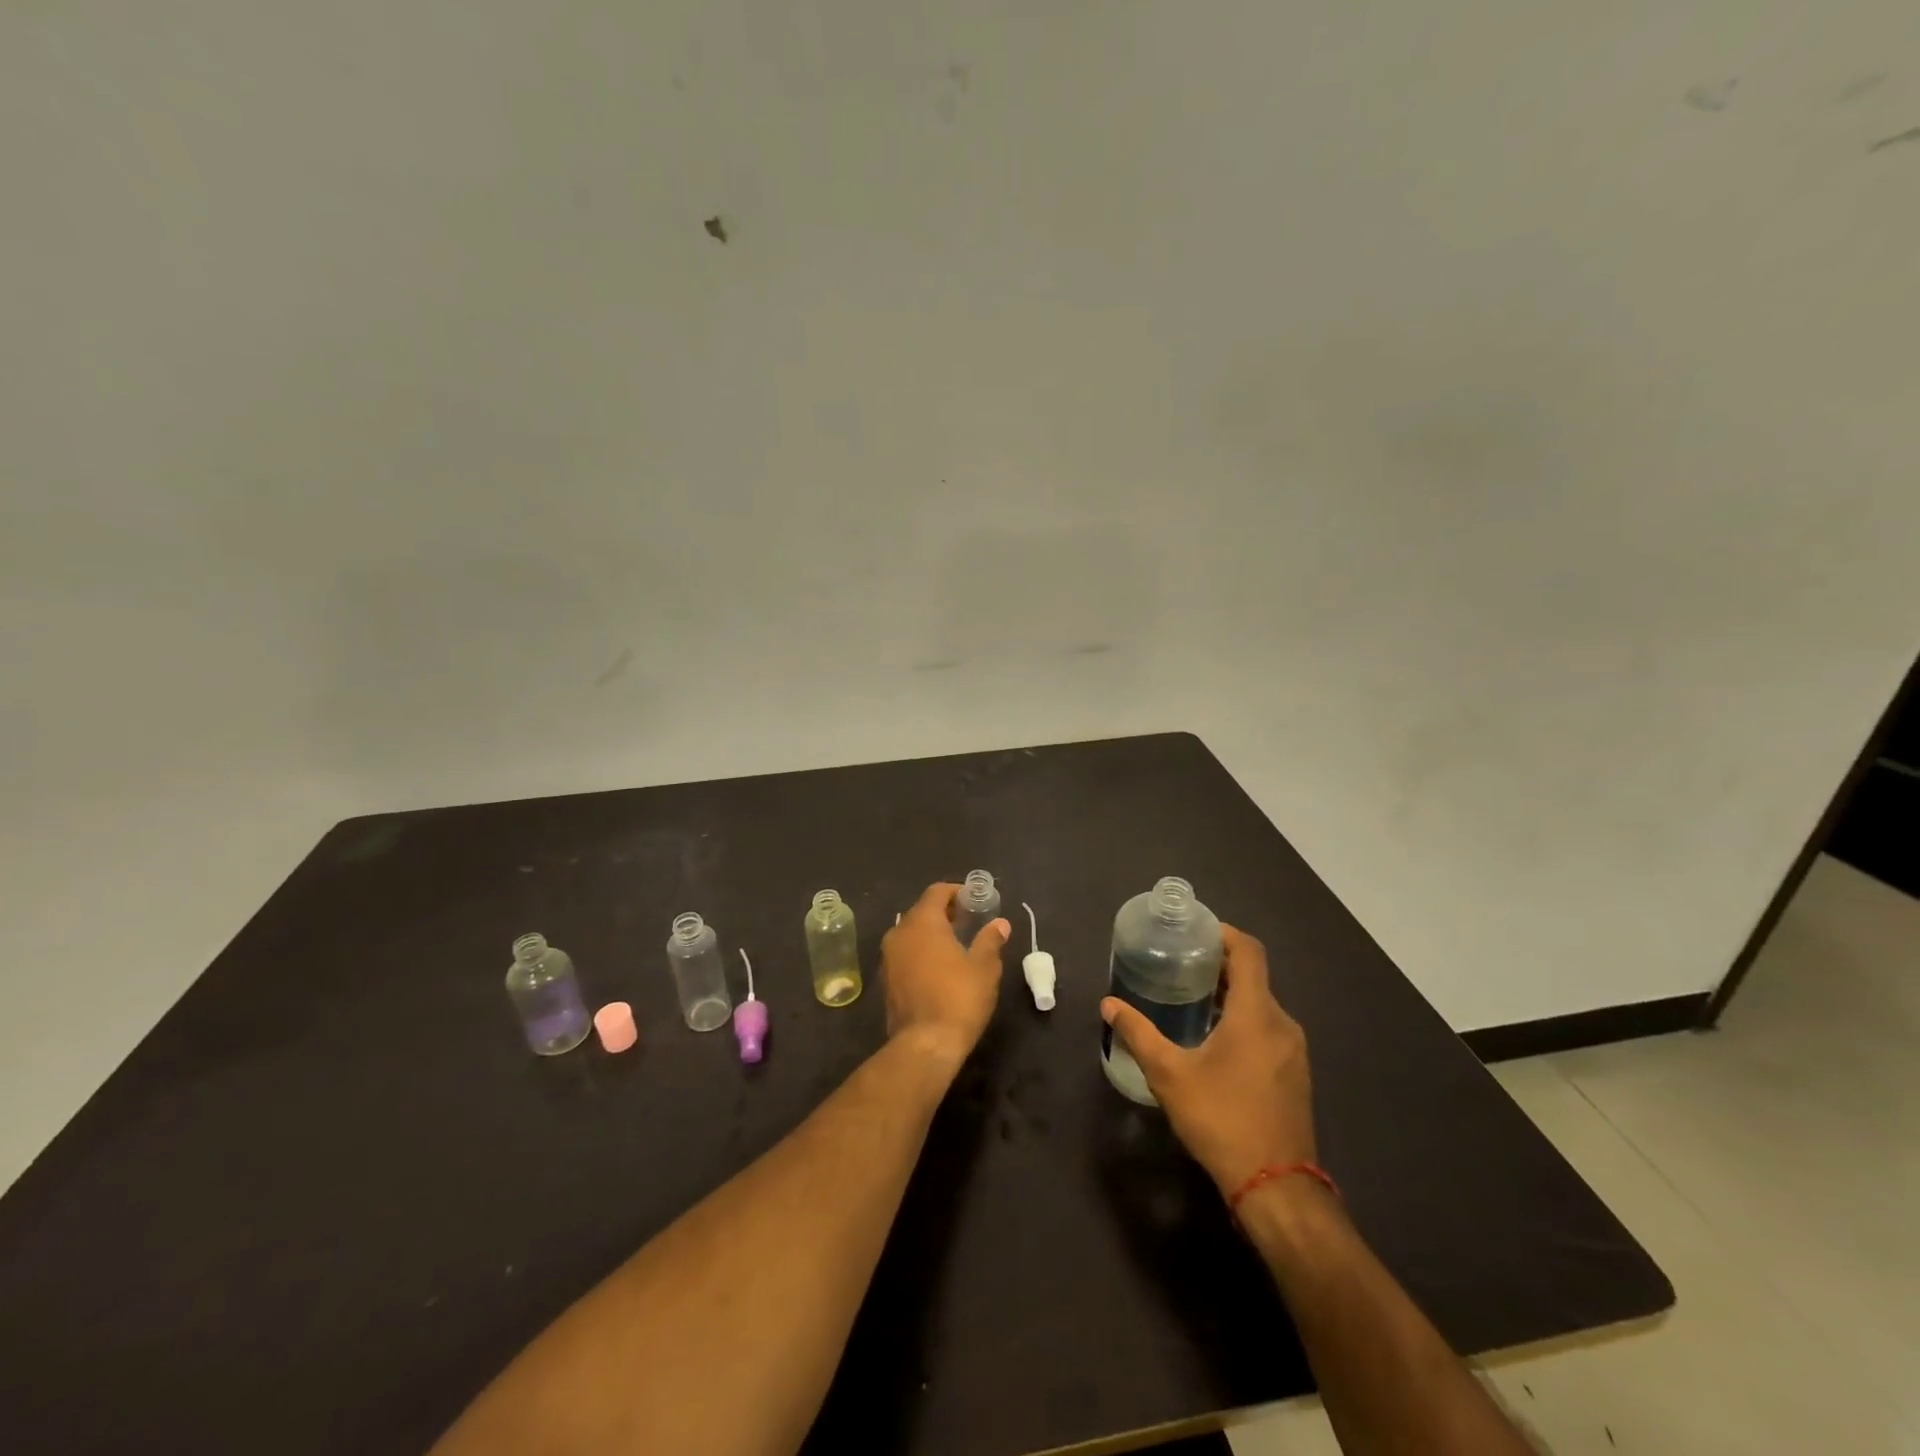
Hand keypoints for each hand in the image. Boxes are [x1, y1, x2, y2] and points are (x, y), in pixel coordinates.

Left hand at [880, 883, 1009, 1069]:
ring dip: (932, 933)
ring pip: (911, 933)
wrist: (925, 1044)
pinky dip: (921, 952)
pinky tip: (940, 968)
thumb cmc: (959, 997)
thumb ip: (990, 940)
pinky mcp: (886, 980)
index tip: (974, 900)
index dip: (956, 892)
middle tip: (969, 922)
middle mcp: (899, 933)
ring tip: (957, 945)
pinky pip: (905, 954)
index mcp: (922, 922)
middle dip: (945, 912)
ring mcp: (888, 957)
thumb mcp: (984, 967)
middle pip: (922, 911)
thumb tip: (1000, 924)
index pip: (936, 892)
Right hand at [1101, 927, 1315, 1196]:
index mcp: (1257, 1014)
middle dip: (1218, 964)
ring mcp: (1294, 1051)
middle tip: (1179, 963)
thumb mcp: (1170, 1074)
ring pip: (1261, 1005)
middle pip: (1254, 977)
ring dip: (1230, 994)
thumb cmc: (1221, 1119)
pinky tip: (1213, 1039)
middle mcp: (1282, 1024)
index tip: (1194, 930)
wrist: (1276, 1188)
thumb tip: (1108, 1004)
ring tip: (1190, 998)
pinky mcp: (1295, 1074)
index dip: (1224, 933)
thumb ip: (1138, 1034)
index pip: (1249, 952)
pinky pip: (1268, 1029)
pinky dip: (1242, 1019)